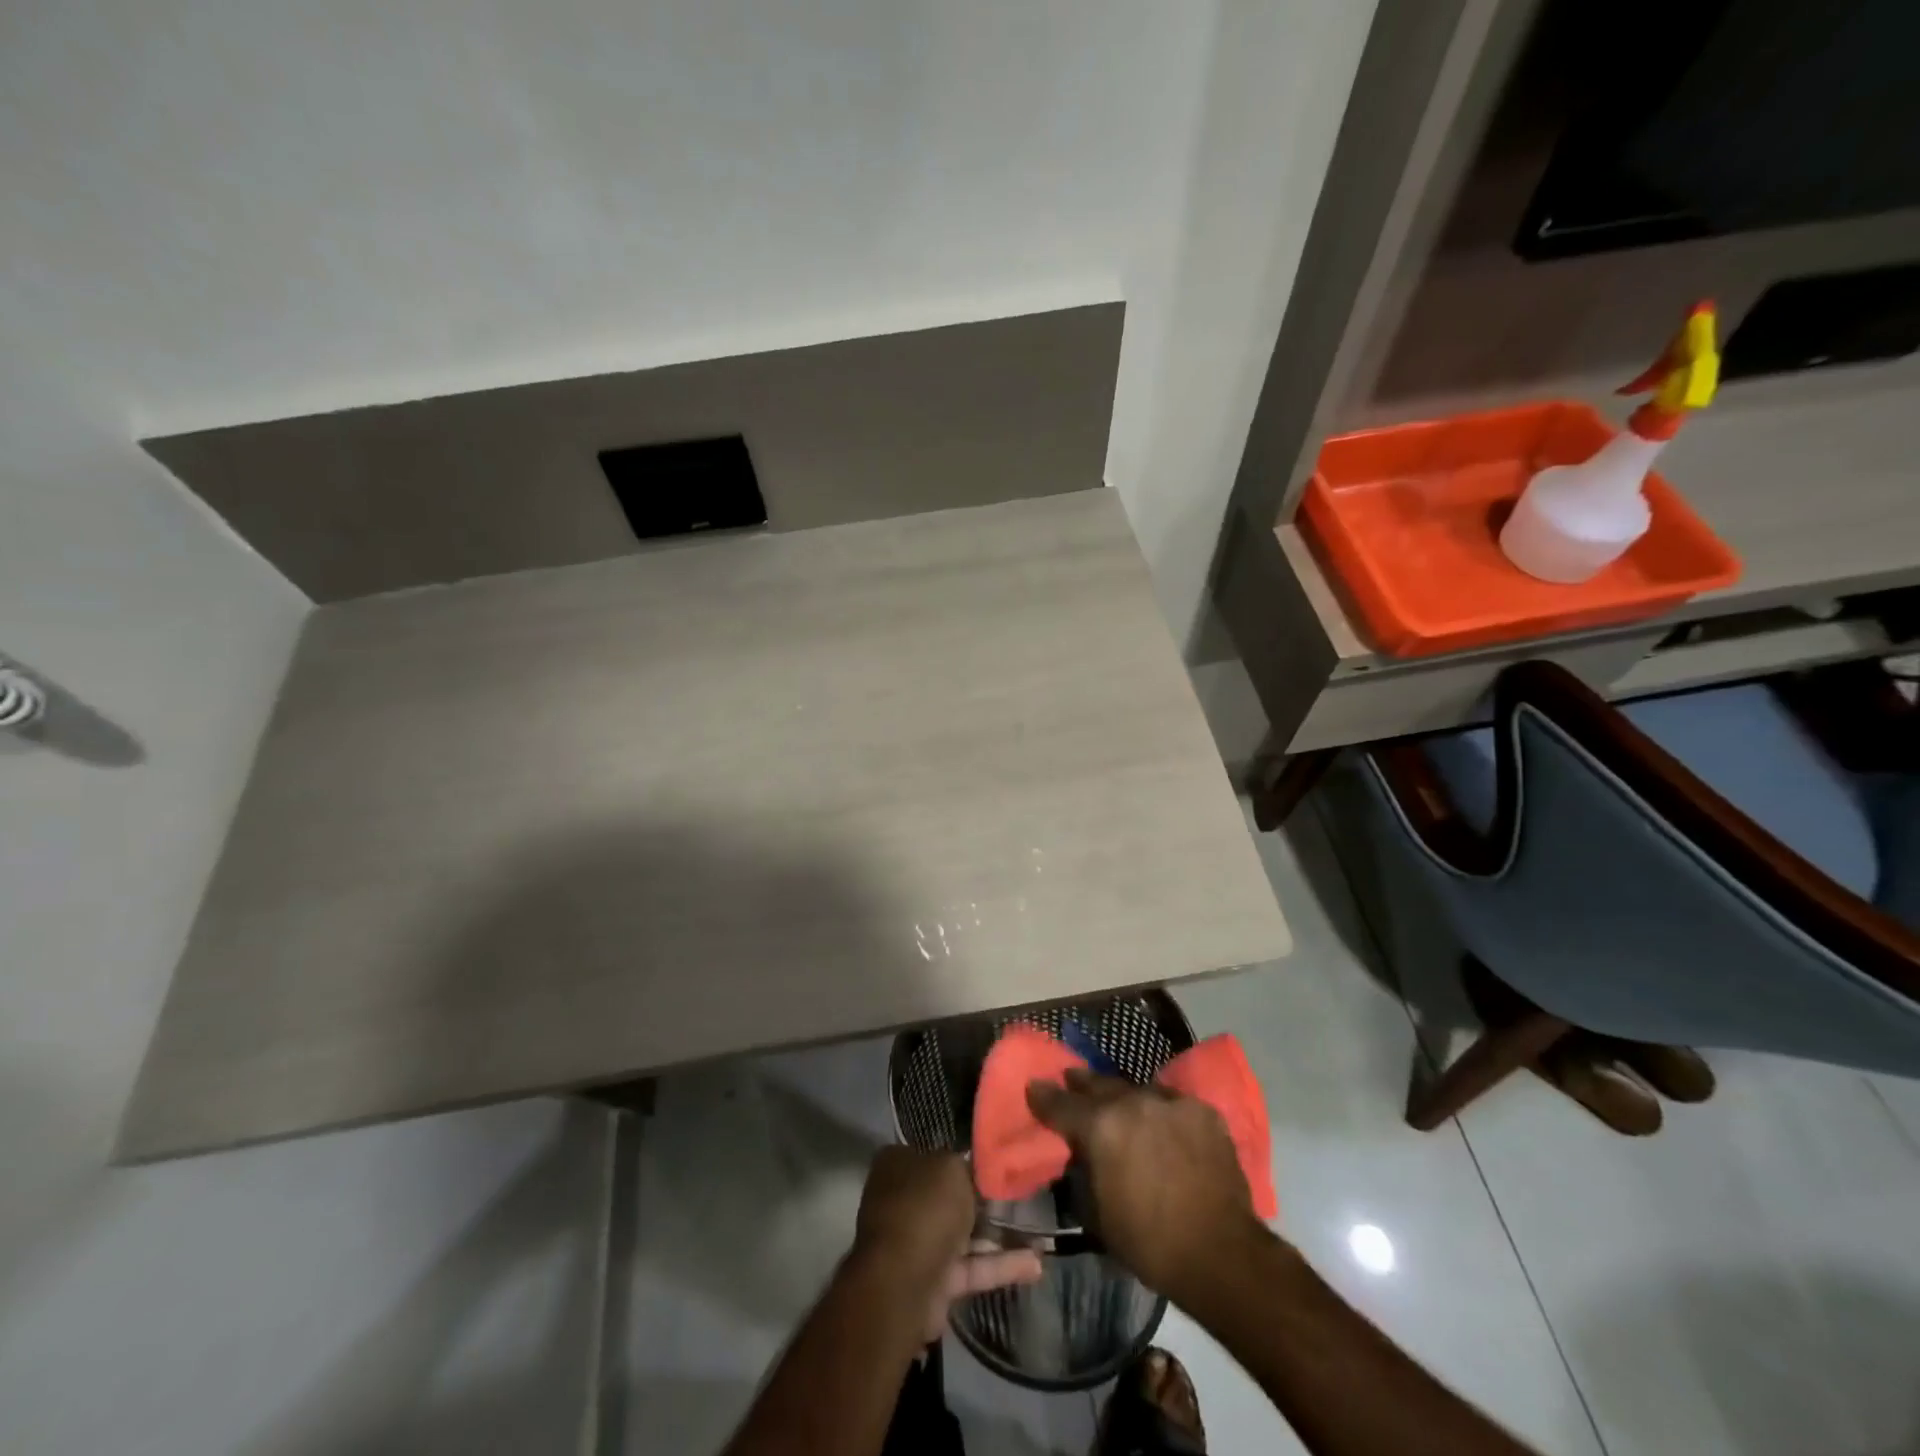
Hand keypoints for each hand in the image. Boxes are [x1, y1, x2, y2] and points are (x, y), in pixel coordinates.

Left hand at [854, 1146, 1043, 1341]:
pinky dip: (1000, 1266)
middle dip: (982, 1200)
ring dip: (998, 1236)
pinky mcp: (934, 1281)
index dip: (962, 1159)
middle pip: (948, 1196)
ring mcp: (916, 1243)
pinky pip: (971, 1267)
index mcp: (897, 1165)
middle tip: (1021, 1196)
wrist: (904, 1283)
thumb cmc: (925, 1208)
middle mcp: (903, 1201)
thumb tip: (972, 1170)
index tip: (994, 1164)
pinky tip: (1035, 1265)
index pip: (932, 1154)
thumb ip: (966, 1167)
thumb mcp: (952, 1168)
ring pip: (963, 1235)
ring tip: (1040, 1234)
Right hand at [1027, 1071, 1263, 1299]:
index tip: (1034, 1086)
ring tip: (1120, 1105)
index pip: (1062, 1104)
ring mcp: (1171, 1102)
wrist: (1222, 1255)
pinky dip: (1162, 1112)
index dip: (1043, 1096)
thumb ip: (1084, 1172)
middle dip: (1082, 1084)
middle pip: (1100, 1084)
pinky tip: (1163, 1125)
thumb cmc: (1150, 1243)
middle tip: (1072, 1080)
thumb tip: (1080, 1155)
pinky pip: (1172, 1104)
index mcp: (1101, 1127)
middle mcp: (1133, 1102)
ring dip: (1125, 1098)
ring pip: (1138, 1090)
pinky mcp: (1204, 1111)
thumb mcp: (1098, 1214)